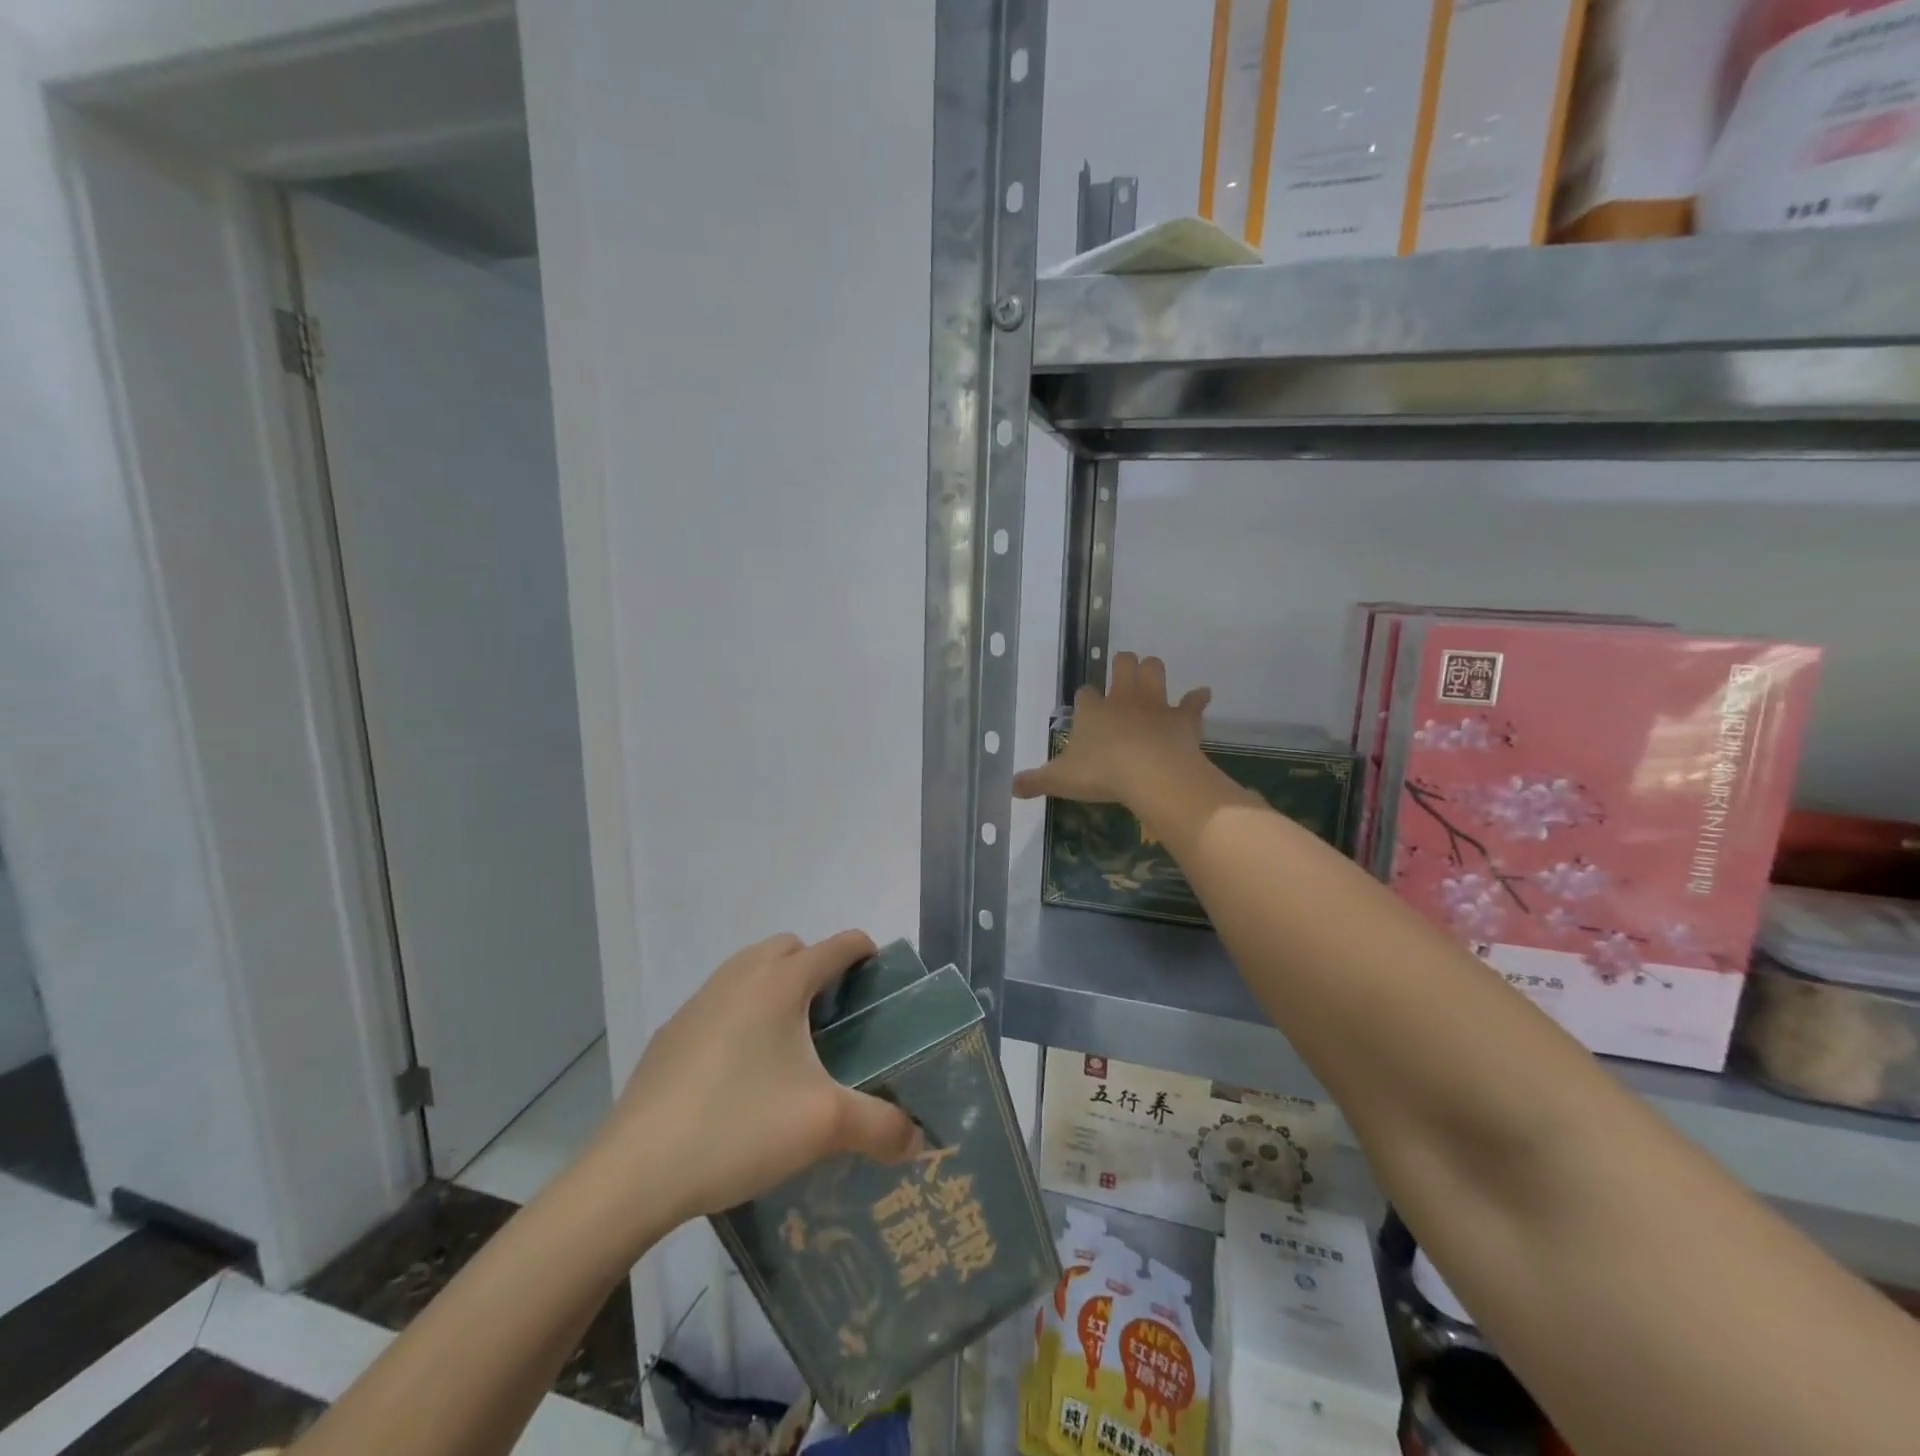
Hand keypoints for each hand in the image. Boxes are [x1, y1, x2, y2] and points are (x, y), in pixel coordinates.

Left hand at [583, 931, 921, 1235]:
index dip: (864, 951)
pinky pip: (718, 1001)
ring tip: (789, 1040)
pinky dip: (740, 1012)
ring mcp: (698, 1002)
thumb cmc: (738, 1128)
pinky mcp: (670, 1033)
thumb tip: (916, 1140)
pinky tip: (739, 1070)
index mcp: (780, 984)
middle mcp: (739, 977)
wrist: (634, 1172)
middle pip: (789, 947)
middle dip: (816, 964)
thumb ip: (880, 1127)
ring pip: (748, 969)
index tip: (879, 973)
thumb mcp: (823, 1126)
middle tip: (833, 1013)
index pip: (836, 946)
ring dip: (774, 985)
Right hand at [1013, 652, 1210, 808]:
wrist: (1150, 774)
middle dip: (1122, 665)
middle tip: (1122, 674)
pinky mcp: (1182, 718)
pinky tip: (1201, 696)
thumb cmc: (1101, 774)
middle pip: (1123, 665)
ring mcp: (1155, 705)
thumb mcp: (1060, 781)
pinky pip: (1193, 702)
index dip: (1086, 698)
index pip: (1085, 693)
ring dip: (1153, 671)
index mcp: (1092, 711)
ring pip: (1155, 670)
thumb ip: (1035, 781)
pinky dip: (1197, 699)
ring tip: (1151, 679)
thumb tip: (1011, 787)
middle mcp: (1123, 699)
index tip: (1086, 706)